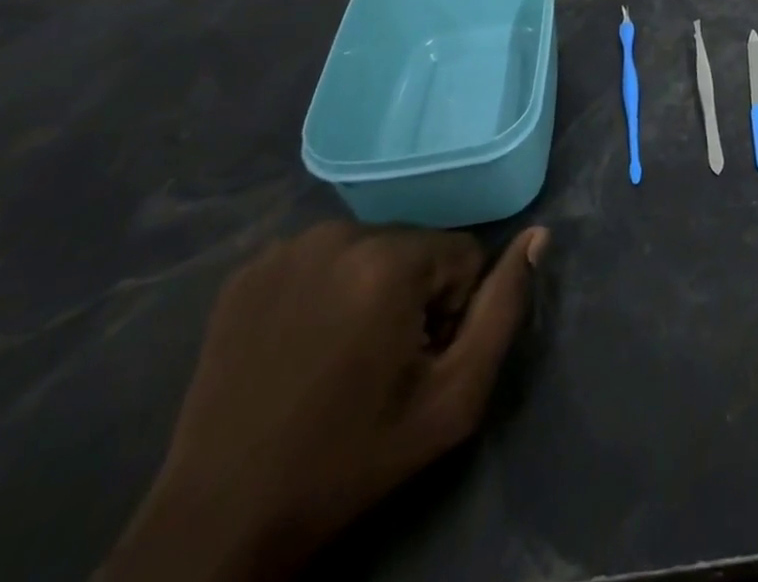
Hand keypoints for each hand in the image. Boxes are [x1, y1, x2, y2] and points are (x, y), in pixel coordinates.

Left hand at [103, 221, 549, 581]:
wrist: (218, 524)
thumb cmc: (351, 460)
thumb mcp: (453, 399)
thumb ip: (505, 309)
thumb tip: (539, 235)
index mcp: (388, 260)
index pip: (463, 255)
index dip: (453, 311)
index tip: (417, 364)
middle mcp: (337, 234)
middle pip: (416, 247)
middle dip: (414, 295)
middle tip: (380, 365)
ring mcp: (285, 249)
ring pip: (371, 248)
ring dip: (373, 290)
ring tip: (342, 357)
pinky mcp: (248, 271)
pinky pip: (322, 259)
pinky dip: (327, 290)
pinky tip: (304, 344)